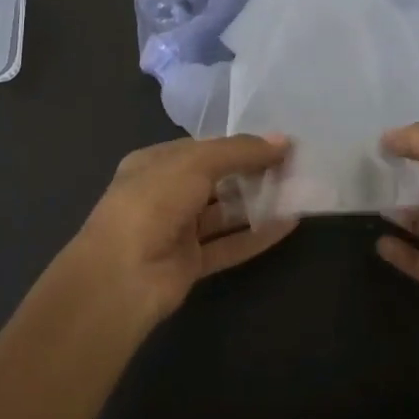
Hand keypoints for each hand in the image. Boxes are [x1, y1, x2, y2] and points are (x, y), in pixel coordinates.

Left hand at [71, 135, 295, 324]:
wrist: (121, 277)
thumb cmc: (153, 203)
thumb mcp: (196, 163)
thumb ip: (240, 151)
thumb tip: (283, 140)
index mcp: (154, 163)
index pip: (203, 148)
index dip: (239, 145)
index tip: (277, 144)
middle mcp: (164, 194)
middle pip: (216, 179)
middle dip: (252, 172)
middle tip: (293, 167)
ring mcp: (177, 231)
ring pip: (224, 213)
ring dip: (257, 203)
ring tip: (297, 192)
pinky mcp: (191, 263)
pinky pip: (229, 245)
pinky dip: (257, 236)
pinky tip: (289, 225)